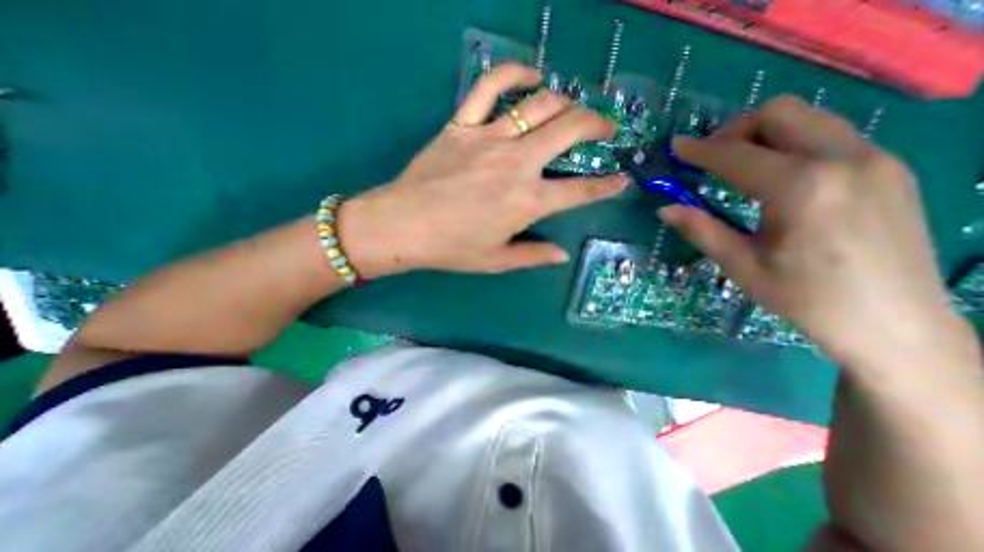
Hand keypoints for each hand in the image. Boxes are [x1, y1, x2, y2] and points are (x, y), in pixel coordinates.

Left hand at [343, 62, 624, 276]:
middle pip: (570, 130)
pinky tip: (532, 75)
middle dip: (597, 125)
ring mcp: (489, 138)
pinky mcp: (462, 125)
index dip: (606, 186)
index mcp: (527, 202)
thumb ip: (533, 255)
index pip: (580, 191)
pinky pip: (490, 86)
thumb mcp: (497, 260)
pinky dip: (514, 73)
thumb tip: (562, 254)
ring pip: (540, 104)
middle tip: (606, 128)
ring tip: (575, 107)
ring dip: (567, 101)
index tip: (622, 179)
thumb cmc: (451, 248)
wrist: (403, 226)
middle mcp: (517, 164)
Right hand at [664, 95, 965, 370]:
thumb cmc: (805, 298)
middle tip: (710, 160)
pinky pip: (829, 135)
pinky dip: (791, 144)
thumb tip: (665, 209)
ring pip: (808, 119)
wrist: (894, 323)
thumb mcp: (741, 266)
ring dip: (763, 135)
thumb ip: (701, 230)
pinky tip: (776, 178)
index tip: (676, 146)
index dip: (699, 150)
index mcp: (802, 189)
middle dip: (735, 131)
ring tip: (738, 167)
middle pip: (780, 114)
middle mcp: (844, 159)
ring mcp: (874, 159)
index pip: (736, 155)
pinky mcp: (889, 168)